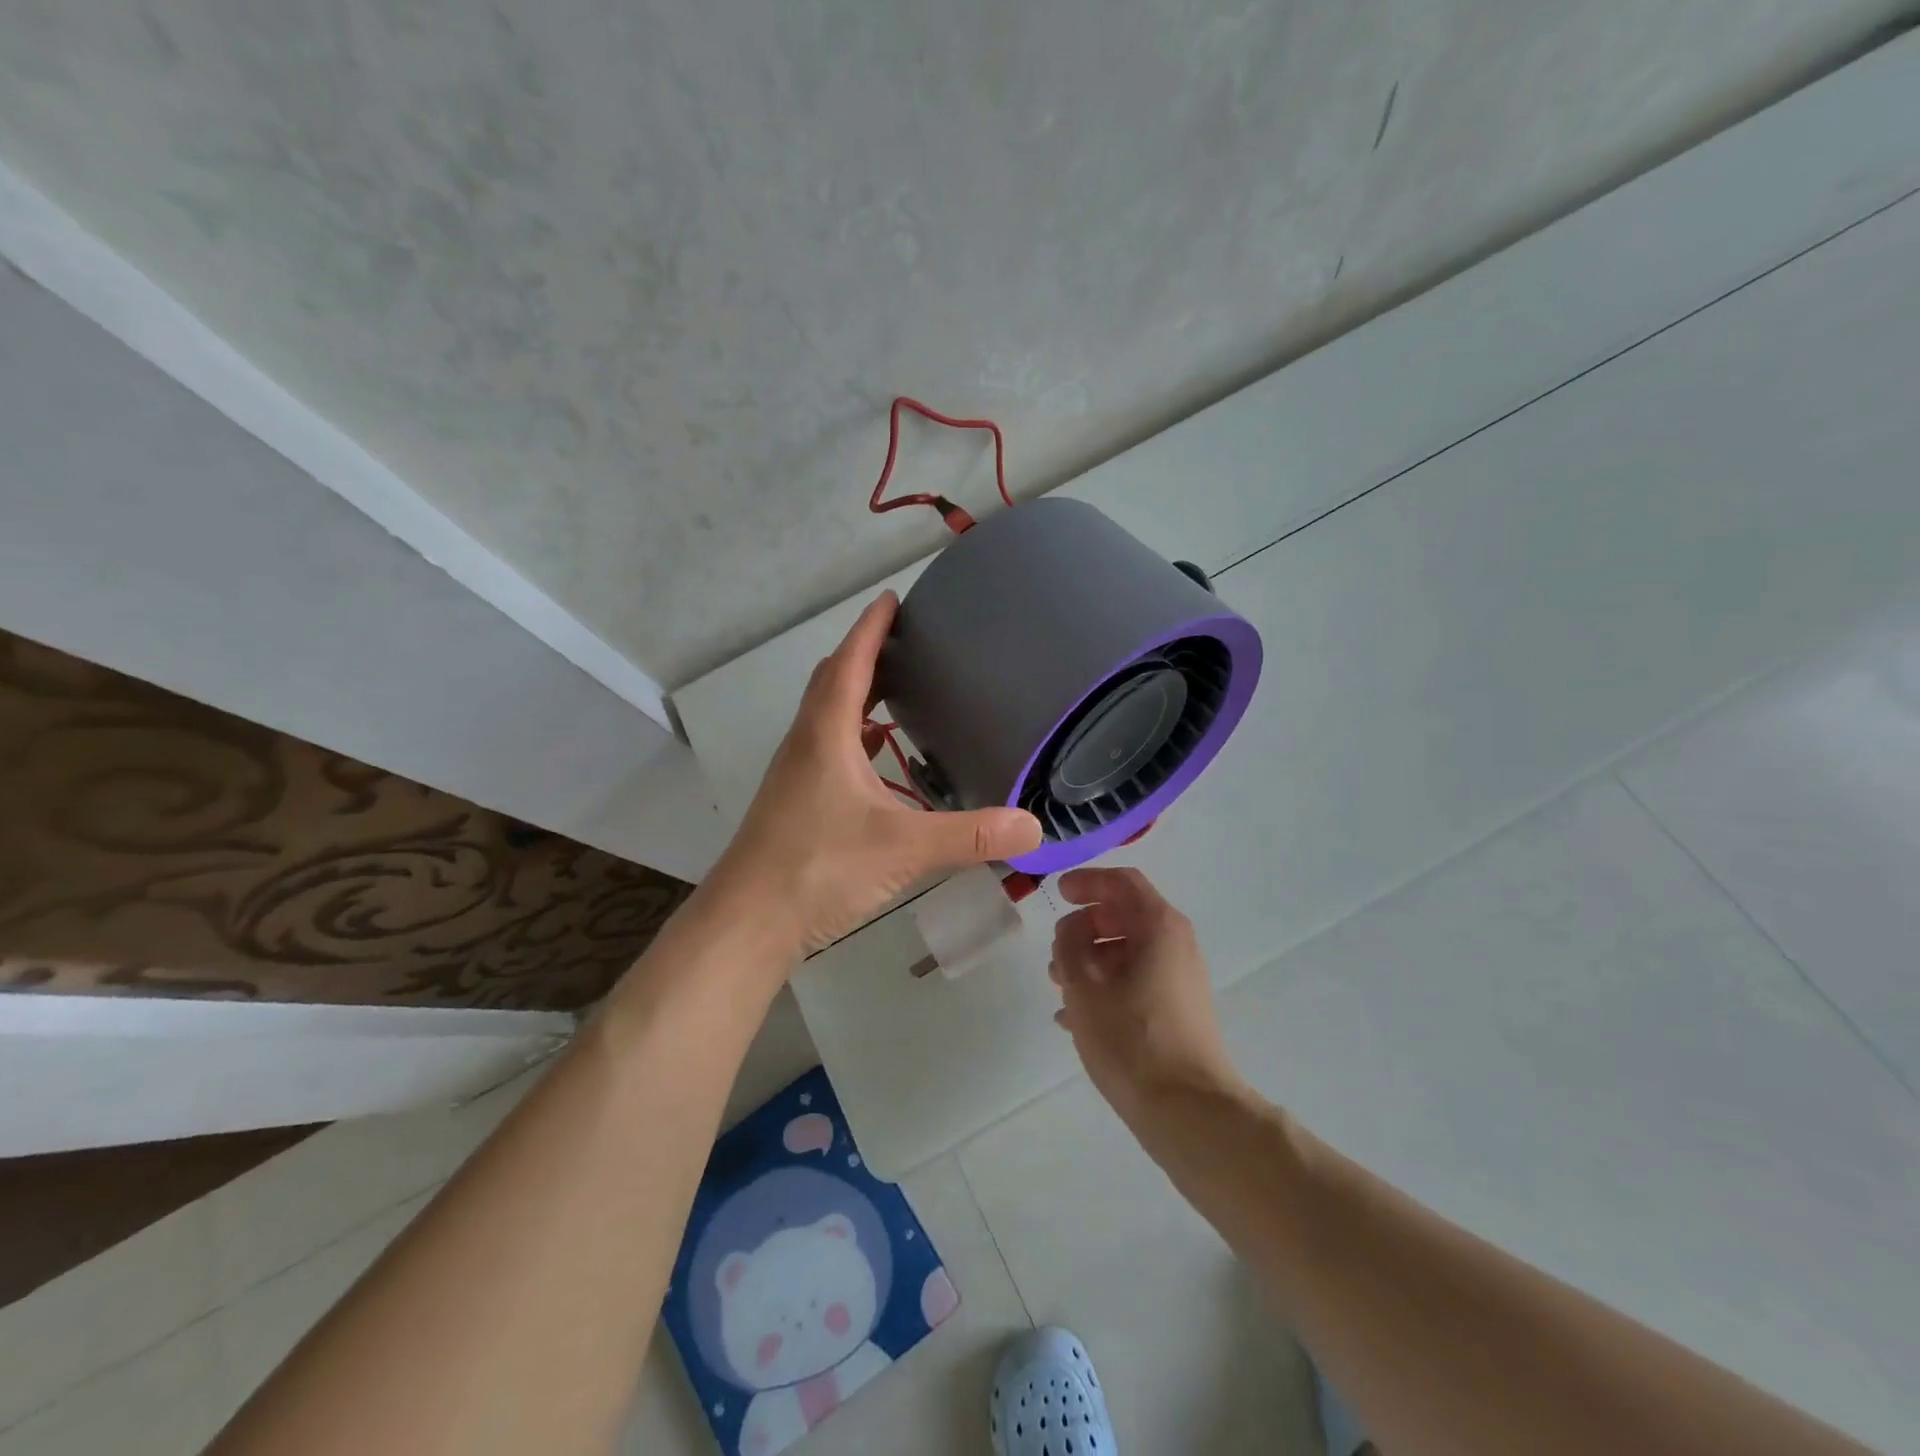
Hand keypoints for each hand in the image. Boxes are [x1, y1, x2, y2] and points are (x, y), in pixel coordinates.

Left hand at [704, 591, 1042, 958]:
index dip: (871, 628)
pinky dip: (854, 736)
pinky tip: (879, 758)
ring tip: (899, 691)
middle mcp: (806, 743)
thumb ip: (970, 836)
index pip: (850, 663)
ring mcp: (796, 773)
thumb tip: (1033, 827)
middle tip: (905, 642)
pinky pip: (827, 748)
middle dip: (865, 654)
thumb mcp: (903, 848)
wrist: (750, 921)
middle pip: (833, 681)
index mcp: (827, 734)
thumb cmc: (819, 868)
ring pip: (826, 715)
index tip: (892, 598)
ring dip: (857, 694)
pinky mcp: (795, 801)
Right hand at [1049, 867, 1241, 1122]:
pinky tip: (1073, 1018)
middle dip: (1084, 927)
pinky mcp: (1176, 1010)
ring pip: (1127, 952)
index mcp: (1159, 926)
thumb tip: (1073, 930)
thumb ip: (1069, 945)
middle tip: (1055, 948)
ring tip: (1058, 985)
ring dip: (1090, 959)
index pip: (1122, 882)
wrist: (1189, 1110)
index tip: (1058, 893)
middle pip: (1124, 916)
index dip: (1087, 881)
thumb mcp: (1084, 986)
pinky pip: (1135, 981)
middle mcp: (1175, 944)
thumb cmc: (1132, 1038)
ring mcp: (1179, 979)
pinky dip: (1105, 986)